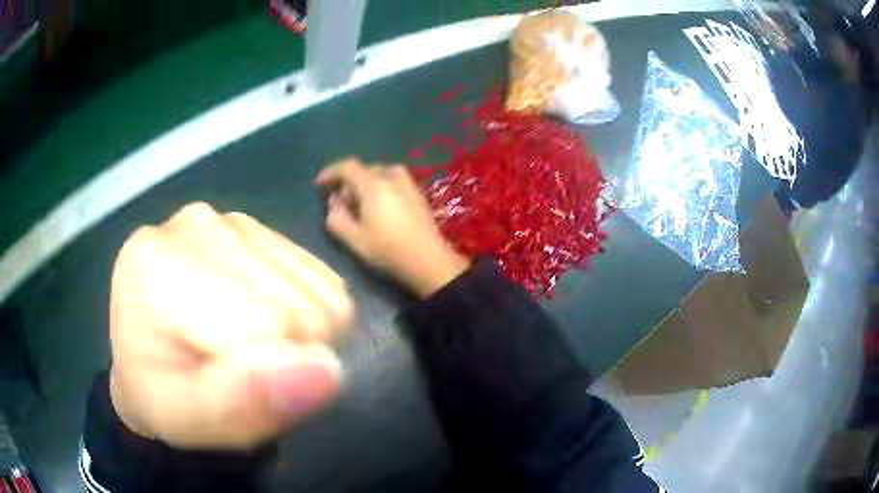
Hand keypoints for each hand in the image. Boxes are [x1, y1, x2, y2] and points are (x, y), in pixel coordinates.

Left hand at [108, 203, 352, 449]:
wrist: (149, 354)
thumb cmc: (159, 391)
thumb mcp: (182, 418)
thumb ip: (237, 404)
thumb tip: (327, 371)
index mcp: (158, 264)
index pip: (271, 325)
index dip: (271, 378)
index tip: (235, 391)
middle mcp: (198, 223)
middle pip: (302, 308)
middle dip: (290, 359)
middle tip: (240, 375)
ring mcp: (233, 221)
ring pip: (323, 295)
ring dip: (303, 342)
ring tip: (249, 353)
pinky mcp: (261, 230)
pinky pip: (325, 283)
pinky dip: (312, 318)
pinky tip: (265, 328)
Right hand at [316, 158, 469, 296]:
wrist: (429, 261)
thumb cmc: (388, 250)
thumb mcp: (354, 239)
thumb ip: (336, 218)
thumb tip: (333, 202)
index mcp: (373, 185)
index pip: (348, 167)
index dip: (331, 172)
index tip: (319, 184)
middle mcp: (391, 177)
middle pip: (364, 170)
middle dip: (348, 183)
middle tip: (341, 205)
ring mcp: (408, 184)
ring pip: (379, 174)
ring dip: (365, 184)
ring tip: (361, 206)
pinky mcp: (417, 193)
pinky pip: (393, 180)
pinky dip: (380, 187)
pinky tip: (380, 208)